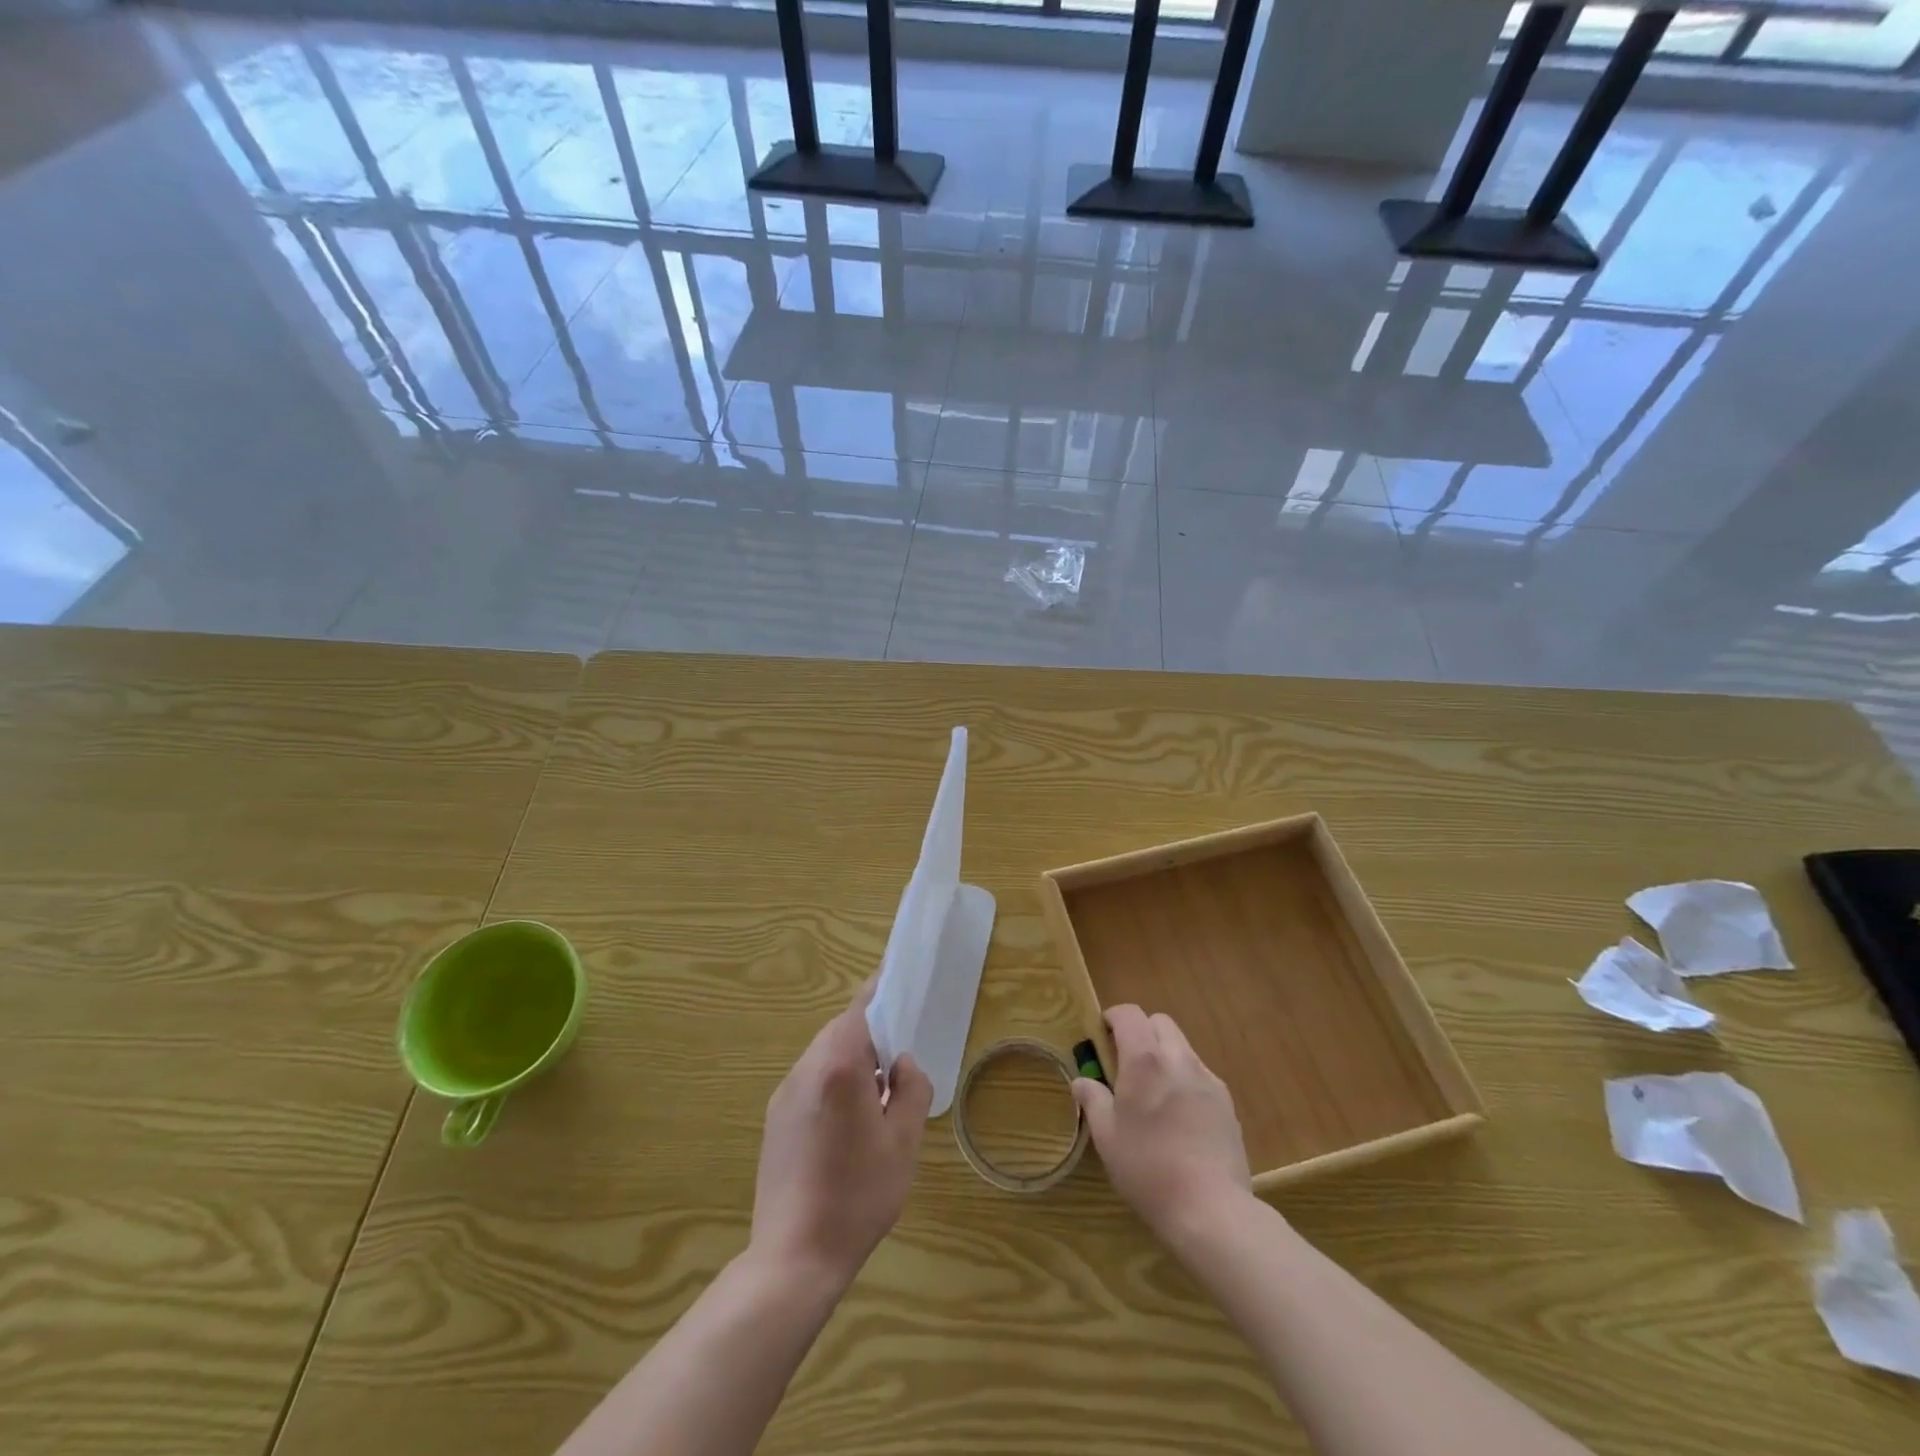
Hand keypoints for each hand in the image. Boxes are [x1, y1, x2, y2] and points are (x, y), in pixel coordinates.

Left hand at [750, 980, 932, 1291]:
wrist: (794, 1257)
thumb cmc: (858, 1194)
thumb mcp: (903, 1142)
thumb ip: (911, 1089)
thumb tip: (903, 1064)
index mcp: (838, 1065)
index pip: (860, 1007)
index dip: (880, 988)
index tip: (897, 976)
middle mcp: (805, 1069)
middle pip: (841, 1030)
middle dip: (871, 1034)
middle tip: (900, 1058)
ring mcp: (784, 1094)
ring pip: (824, 1056)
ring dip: (852, 1060)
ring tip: (878, 1096)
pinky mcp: (774, 1119)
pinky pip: (810, 1082)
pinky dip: (833, 1082)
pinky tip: (848, 1123)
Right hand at [1072, 1005, 1251, 1241]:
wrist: (1211, 1209)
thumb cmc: (1148, 1169)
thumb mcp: (1107, 1137)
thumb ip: (1093, 1100)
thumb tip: (1082, 1081)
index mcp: (1144, 1060)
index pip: (1129, 1014)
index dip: (1113, 1017)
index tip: (1102, 1036)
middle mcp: (1178, 1058)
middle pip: (1159, 1022)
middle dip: (1141, 1032)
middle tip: (1126, 1063)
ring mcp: (1207, 1079)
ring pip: (1182, 1047)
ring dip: (1164, 1054)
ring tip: (1154, 1092)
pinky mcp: (1227, 1102)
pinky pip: (1200, 1074)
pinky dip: (1184, 1079)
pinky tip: (1180, 1116)